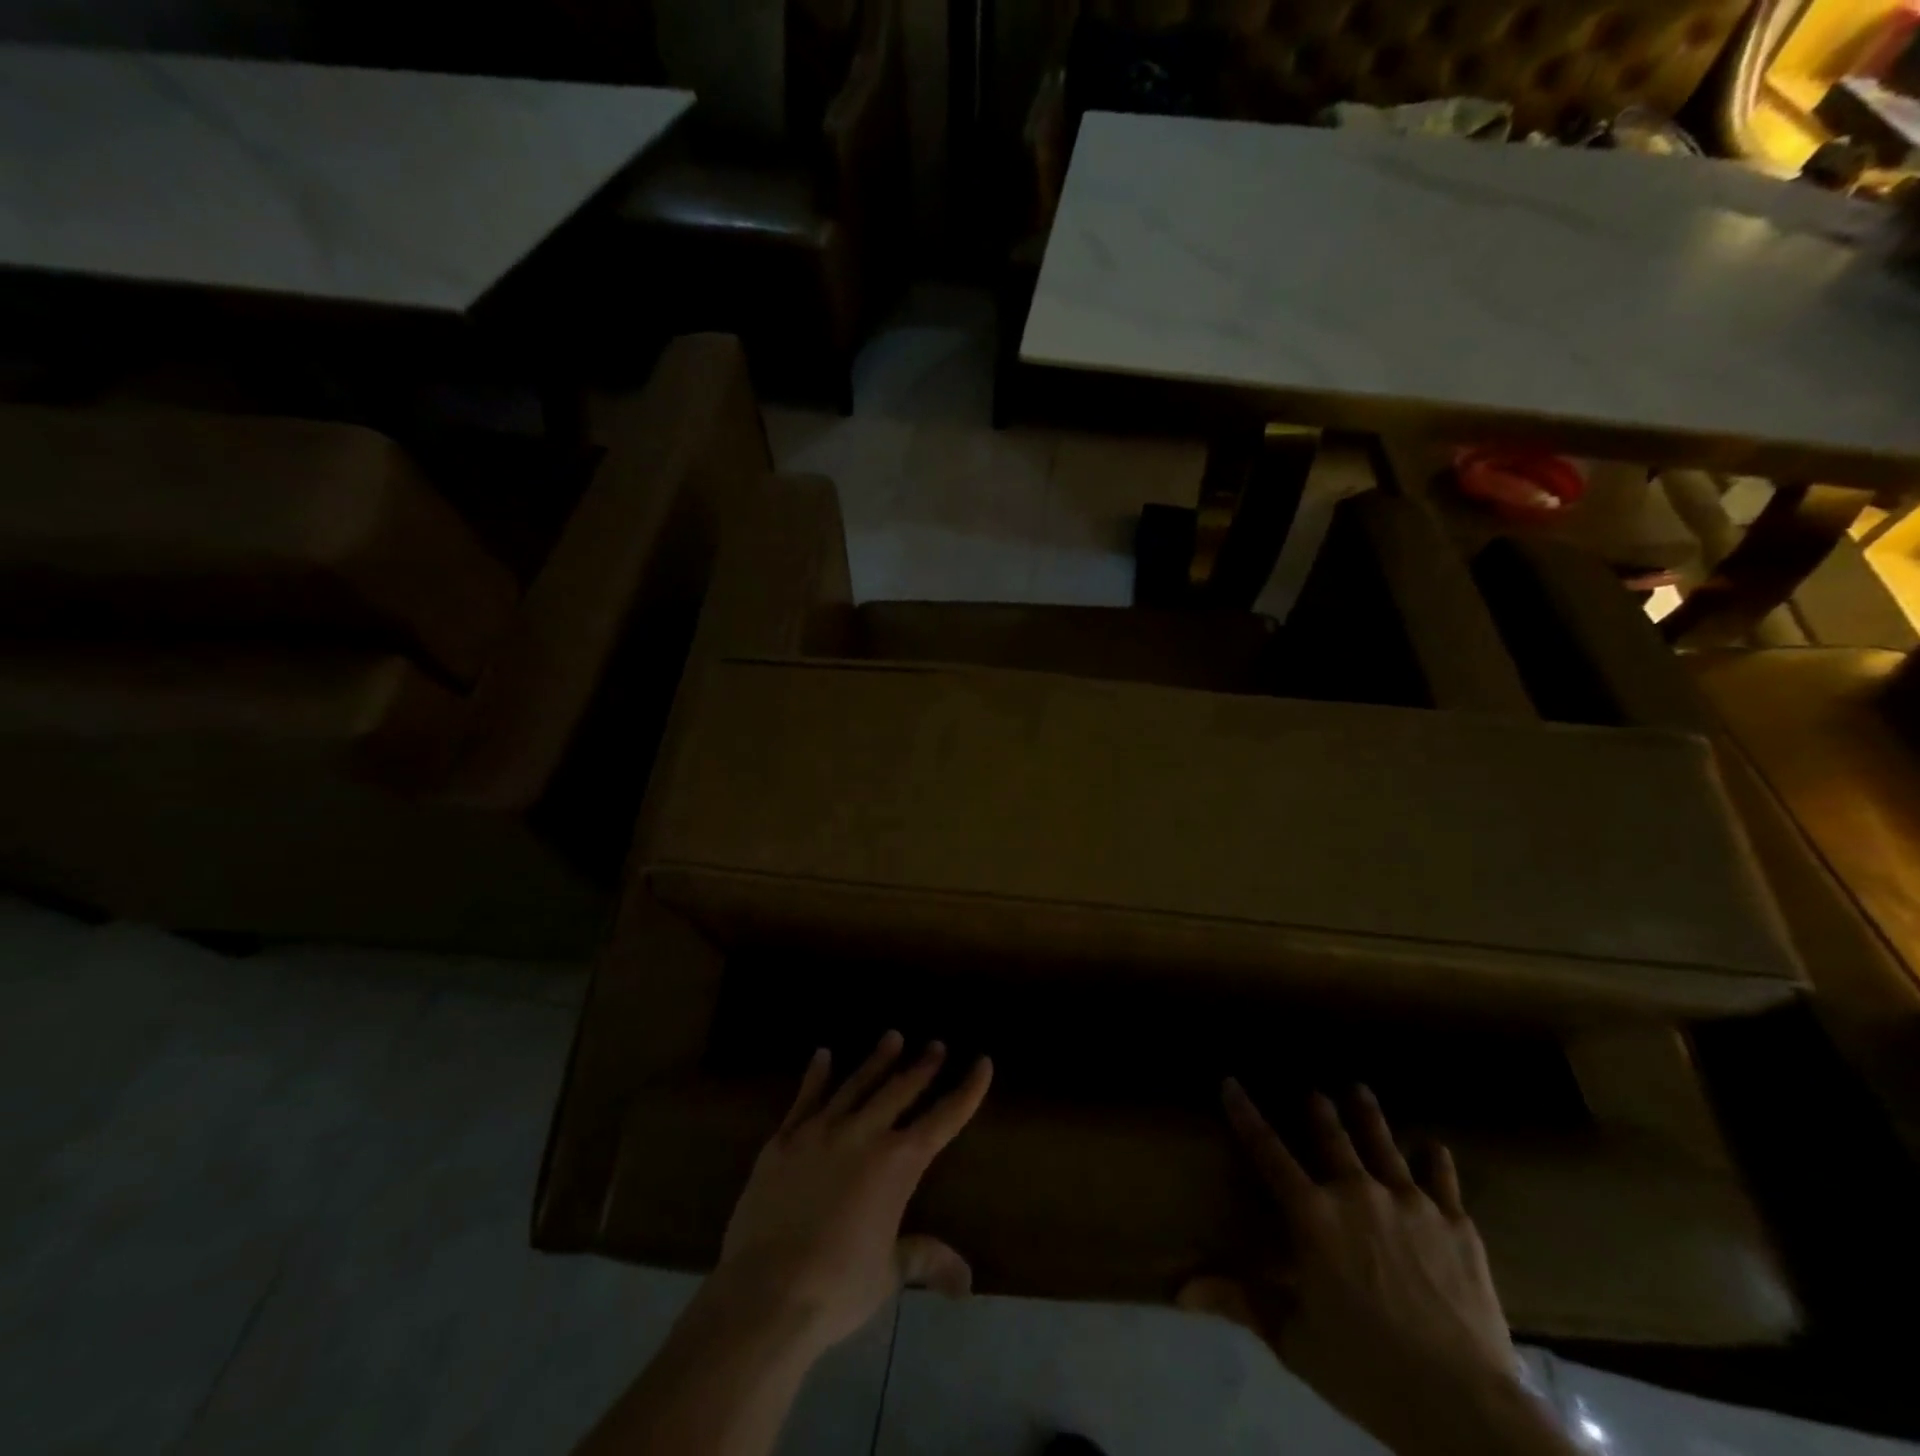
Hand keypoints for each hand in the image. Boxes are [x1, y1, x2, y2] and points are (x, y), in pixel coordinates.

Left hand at [707, 1030, 992, 1360]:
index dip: (967, 1091)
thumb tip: (965, 1281)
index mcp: (897, 1164)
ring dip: (878, 1060)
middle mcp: (864, 1134)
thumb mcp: (888, 1273)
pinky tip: (823, 1055)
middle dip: (922, 1066)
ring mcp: (821, 1131)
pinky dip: (817, 1075)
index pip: (943, 1119)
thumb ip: (924, 1259)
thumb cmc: (837, 1286)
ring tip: (893, 1037)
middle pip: (900, 1090)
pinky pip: (806, 1098)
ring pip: (857, 1084)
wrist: (767, 1292)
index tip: (983, 1062)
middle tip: (936, 1045)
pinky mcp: (784, 1139)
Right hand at [1184, 1082, 1533, 1455]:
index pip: (1267, 1151)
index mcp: (1312, 1216)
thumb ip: (1241, 1302)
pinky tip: (1433, 1146)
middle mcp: (1356, 1193)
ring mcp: (1410, 1203)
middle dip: (1318, 1110)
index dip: (1246, 1114)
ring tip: (1359, 1089)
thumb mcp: (1294, 1340)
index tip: (1231, 1083)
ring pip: (1383, 1144)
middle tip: (1313, 1092)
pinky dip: (1434, 1160)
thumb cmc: (1367, 1370)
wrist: (1464, 1405)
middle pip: (1332, 1137)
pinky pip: (1442, 1178)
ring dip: (1368, 1115)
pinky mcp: (1455, 1224)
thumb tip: (1180, 1291)